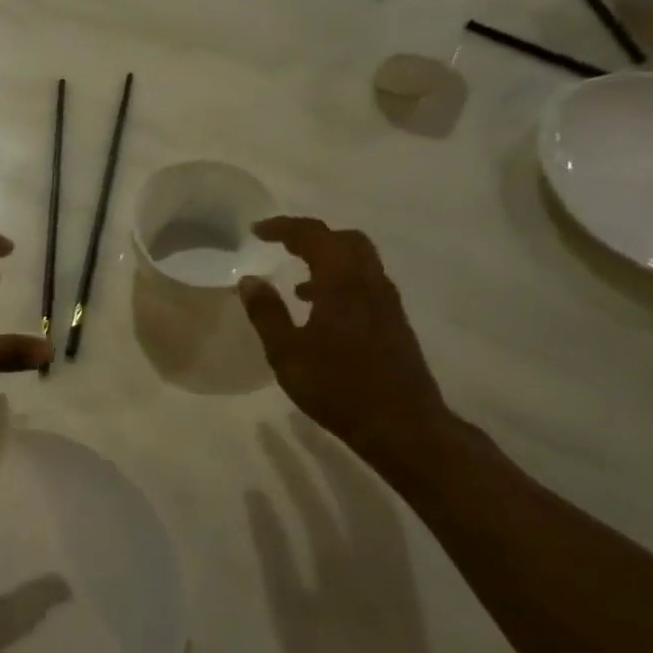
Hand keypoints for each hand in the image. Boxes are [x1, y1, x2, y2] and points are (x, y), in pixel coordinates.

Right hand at [237, 216, 454, 470]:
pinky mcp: (393, 321)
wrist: (403, 425)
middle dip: (311, 236)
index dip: (283, 227)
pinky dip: (340, 279)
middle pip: (345, 239)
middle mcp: (370, 282)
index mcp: (343, 283)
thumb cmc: (338, 387)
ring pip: (359, 260)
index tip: (256, 231)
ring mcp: (387, 302)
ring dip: (327, 258)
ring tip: (296, 279)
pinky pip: (365, 282)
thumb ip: (267, 313)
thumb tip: (249, 280)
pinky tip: (320, 309)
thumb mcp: (287, 354)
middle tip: (280, 245)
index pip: (314, 235)